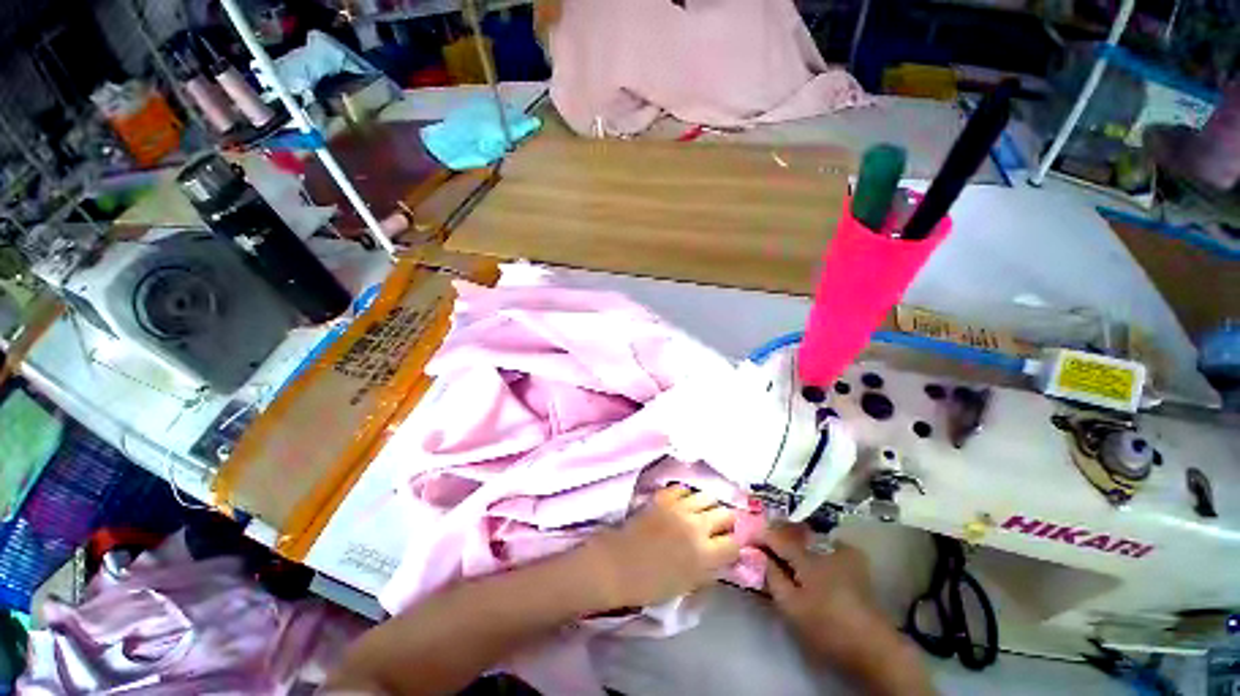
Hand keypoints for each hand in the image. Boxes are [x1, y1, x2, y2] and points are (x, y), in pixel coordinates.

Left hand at [584, 485, 740, 608]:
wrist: (618, 564)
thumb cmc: (651, 585)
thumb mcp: (687, 586)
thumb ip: (709, 571)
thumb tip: (723, 560)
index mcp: (705, 554)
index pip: (735, 543)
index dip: (736, 545)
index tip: (732, 546)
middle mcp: (697, 526)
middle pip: (726, 514)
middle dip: (727, 521)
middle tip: (721, 527)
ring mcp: (680, 507)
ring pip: (708, 496)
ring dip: (710, 505)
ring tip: (704, 511)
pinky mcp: (664, 496)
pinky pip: (683, 488)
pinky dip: (687, 495)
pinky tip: (684, 503)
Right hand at [763, 523, 926, 689]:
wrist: (874, 646)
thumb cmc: (827, 627)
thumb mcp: (792, 607)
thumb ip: (773, 577)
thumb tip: (758, 554)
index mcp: (807, 556)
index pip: (775, 536)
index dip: (758, 535)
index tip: (746, 539)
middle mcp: (825, 545)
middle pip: (792, 532)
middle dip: (776, 536)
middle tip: (763, 545)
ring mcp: (843, 550)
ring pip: (809, 537)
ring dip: (794, 541)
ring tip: (783, 550)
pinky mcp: (855, 560)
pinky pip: (825, 544)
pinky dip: (812, 547)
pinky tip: (809, 558)